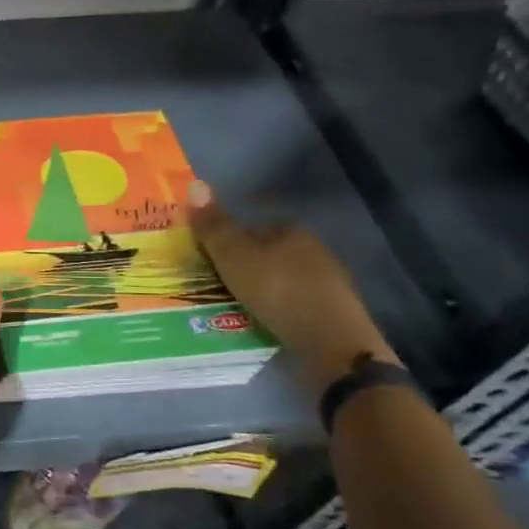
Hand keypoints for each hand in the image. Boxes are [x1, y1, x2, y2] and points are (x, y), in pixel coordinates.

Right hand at [185, 181, 393, 390]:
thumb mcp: (234, 257)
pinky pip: (293, 303)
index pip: (249, 229)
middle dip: (242, 269)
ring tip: (235, 310)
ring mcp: (327, 281)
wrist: (332, 343)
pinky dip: (277, 310)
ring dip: (259, 291)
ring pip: (280, 280)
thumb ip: (214, 226)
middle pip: (265, 254)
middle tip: (215, 289)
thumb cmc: (278, 292)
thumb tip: (195, 184)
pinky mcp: (333, 311)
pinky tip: (264, 323)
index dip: (224, 245)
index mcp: (291, 230)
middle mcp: (313, 248)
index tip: (205, 266)